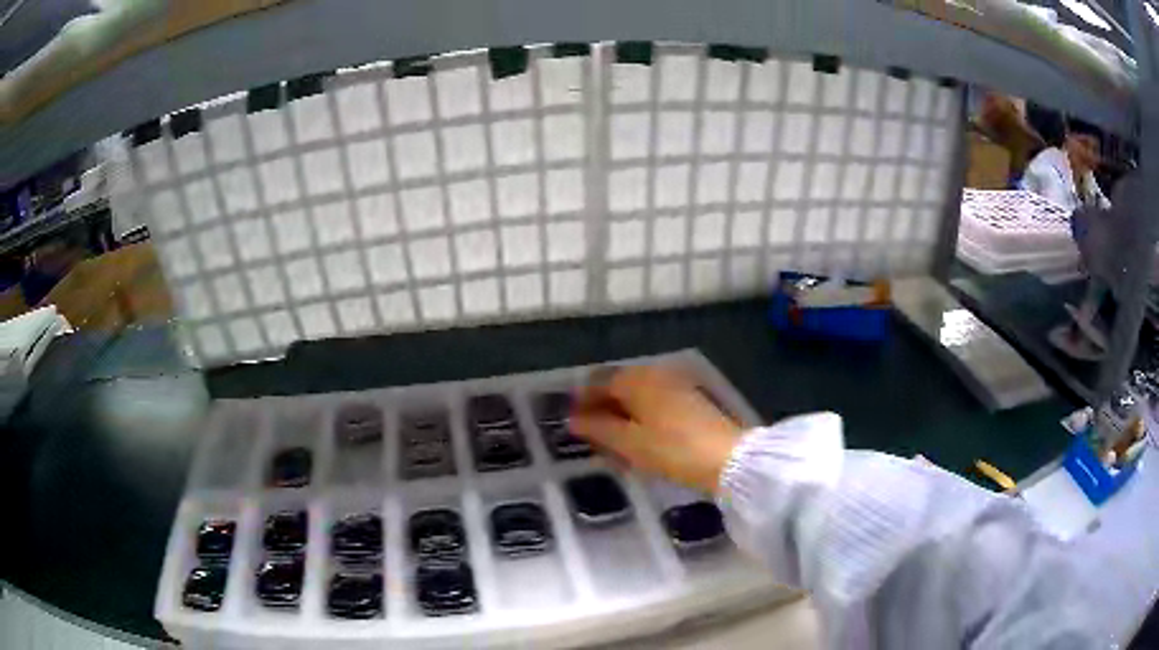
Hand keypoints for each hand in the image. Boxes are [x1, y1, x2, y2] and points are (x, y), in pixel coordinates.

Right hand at [570, 365, 742, 493]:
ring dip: (621, 414)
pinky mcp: (690, 400)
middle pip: (619, 386)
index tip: (570, 421)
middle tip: (589, 434)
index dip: (582, 401)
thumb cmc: (672, 449)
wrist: (728, 457)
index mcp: (636, 380)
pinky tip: (639, 440)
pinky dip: (640, 418)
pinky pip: (654, 404)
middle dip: (601, 408)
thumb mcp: (629, 443)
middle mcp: (654, 375)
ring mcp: (675, 386)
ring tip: (611, 442)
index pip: (598, 382)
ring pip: (637, 396)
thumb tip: (573, 420)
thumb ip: (598, 428)